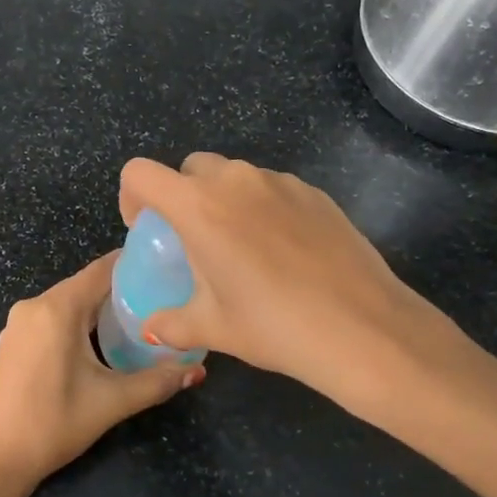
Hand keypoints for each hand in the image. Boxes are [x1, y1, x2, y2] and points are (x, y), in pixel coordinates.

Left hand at [0, 252, 201, 493]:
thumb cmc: (52, 425)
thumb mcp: (111, 402)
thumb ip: (157, 382)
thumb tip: (198, 371)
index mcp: (57, 309)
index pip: (102, 270)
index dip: (134, 265)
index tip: (166, 267)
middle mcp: (34, 306)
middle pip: (85, 286)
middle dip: (122, 290)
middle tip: (161, 299)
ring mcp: (18, 324)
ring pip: (68, 304)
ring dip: (99, 309)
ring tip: (138, 320)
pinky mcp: (11, 342)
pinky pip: (51, 319)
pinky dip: (77, 323)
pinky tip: (100, 342)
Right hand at [118, 154, 475, 409]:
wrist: (363, 328)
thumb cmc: (274, 326)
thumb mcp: (213, 328)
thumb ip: (170, 323)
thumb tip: (151, 328)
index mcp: (199, 206)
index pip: (141, 173)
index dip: (132, 197)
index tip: (147, 232)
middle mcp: (236, 180)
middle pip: (190, 167)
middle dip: (181, 196)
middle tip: (193, 242)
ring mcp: (280, 182)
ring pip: (234, 176)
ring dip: (223, 200)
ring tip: (241, 250)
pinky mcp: (314, 192)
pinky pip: (272, 189)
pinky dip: (261, 208)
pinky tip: (283, 253)